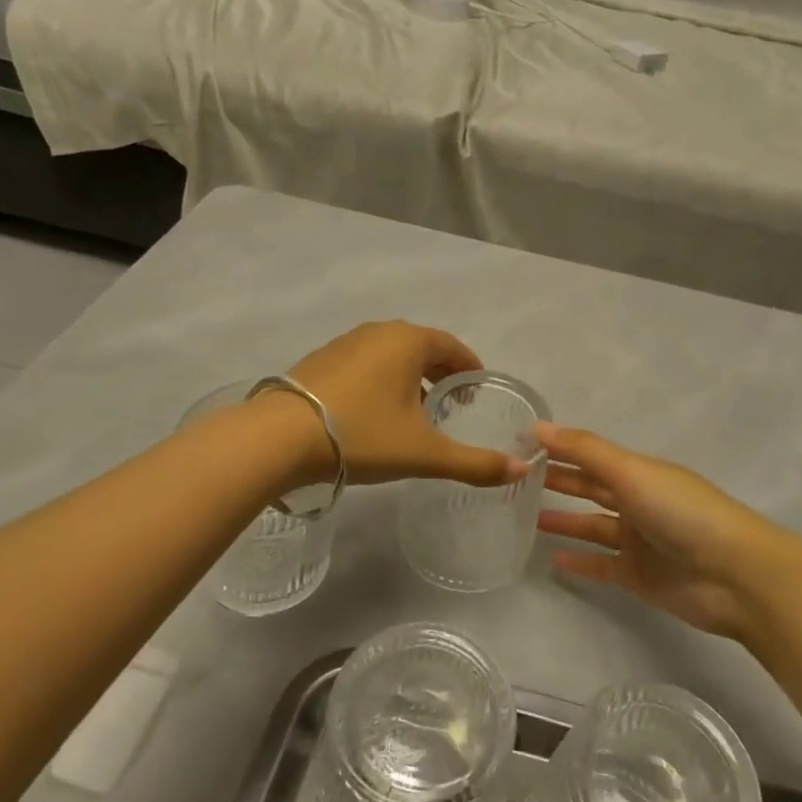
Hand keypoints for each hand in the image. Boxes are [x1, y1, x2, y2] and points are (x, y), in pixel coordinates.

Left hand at [282, 321, 522, 487]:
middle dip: (441, 373)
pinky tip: (374, 413)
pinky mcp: (320, 360)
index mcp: (408, 341)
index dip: (470, 367)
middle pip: (421, 348)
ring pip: (390, 356)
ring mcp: (345, 343)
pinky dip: (380, 382)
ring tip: (416, 412)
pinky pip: (364, 365)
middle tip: (453, 403)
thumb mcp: (424, 453)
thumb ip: (475, 462)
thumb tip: (521, 469)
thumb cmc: (363, 435)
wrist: (280, 438)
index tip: (478, 389)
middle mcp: (378, 332)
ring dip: (409, 378)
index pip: (452, 346)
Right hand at [538, 424, 794, 642]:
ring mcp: (639, 541)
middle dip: (559, 481)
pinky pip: (602, 565)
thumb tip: (538, 426)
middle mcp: (637, 502)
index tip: (521, 444)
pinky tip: (552, 560)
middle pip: (590, 488)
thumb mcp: (631, 471)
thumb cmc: (682, 512)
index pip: (590, 456)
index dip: (559, 449)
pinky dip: (580, 562)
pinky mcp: (640, 576)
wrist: (736, 575)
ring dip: (564, 521)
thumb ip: (584, 450)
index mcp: (638, 472)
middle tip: (517, 478)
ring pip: (592, 526)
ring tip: (526, 518)